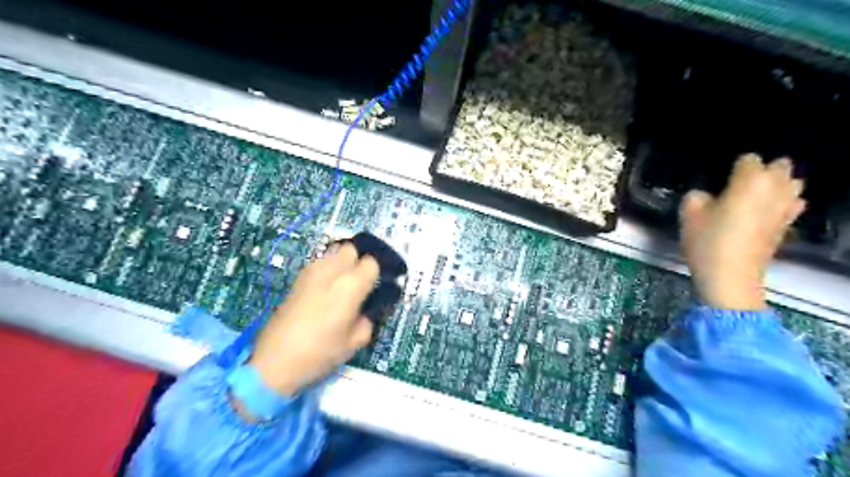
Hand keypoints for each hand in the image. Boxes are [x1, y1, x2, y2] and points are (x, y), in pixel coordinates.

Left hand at [248, 245, 376, 396]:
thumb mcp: (356, 341)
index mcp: (351, 285)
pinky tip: (325, 290)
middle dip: (358, 261)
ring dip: (342, 263)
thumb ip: (367, 319)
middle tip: (360, 283)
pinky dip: (327, 269)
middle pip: (352, 249)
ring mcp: (312, 271)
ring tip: (342, 285)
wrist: (275, 360)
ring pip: (334, 252)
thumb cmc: (321, 352)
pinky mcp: (298, 278)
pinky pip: (320, 263)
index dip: (376, 274)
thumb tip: (365, 309)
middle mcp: (332, 271)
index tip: (376, 287)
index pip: (372, 263)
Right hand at [682, 152, 805, 308]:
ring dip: (776, 184)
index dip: (733, 167)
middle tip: (737, 185)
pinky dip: (782, 202)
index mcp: (750, 181)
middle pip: (779, 166)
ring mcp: (786, 207)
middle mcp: (775, 188)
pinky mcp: (787, 224)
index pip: (748, 159)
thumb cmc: (707, 241)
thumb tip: (706, 195)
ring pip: (792, 183)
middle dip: (761, 171)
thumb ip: (697, 196)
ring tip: (753, 195)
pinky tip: (765, 211)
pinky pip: (793, 203)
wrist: (730, 276)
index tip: (720, 180)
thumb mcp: (688, 214)